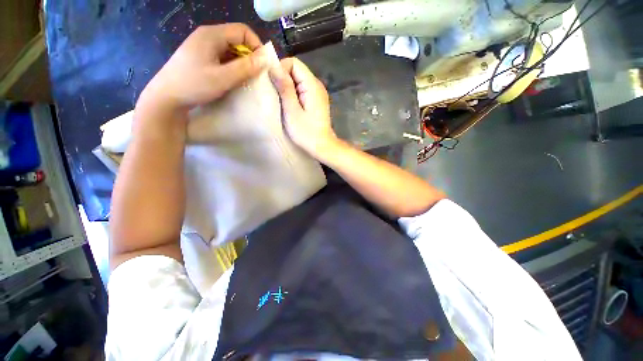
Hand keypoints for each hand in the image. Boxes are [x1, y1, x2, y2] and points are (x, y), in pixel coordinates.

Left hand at [139, 24, 267, 112]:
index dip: (256, 46)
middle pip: (237, 39)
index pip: (242, 31)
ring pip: (231, 50)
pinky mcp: (202, 58)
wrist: (167, 97)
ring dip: (242, 63)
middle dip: (250, 56)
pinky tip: (234, 79)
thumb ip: (245, 67)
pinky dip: (233, 67)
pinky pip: (224, 58)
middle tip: (256, 75)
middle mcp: (208, 36)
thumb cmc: (194, 85)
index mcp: (212, 35)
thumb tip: (265, 59)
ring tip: (246, 79)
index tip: (263, 65)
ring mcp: (204, 47)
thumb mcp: (223, 77)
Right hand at [269, 57, 338, 158]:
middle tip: (276, 96)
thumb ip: (285, 88)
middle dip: (283, 79)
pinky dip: (294, 94)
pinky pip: (302, 90)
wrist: (322, 146)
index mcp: (312, 85)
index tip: (273, 84)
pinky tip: (290, 106)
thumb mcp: (292, 111)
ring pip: (298, 80)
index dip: (281, 69)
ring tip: (282, 102)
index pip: (294, 63)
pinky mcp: (317, 101)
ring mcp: (318, 93)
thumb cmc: (306, 132)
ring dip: (287, 88)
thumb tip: (274, 66)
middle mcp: (317, 85)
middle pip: (296, 70)